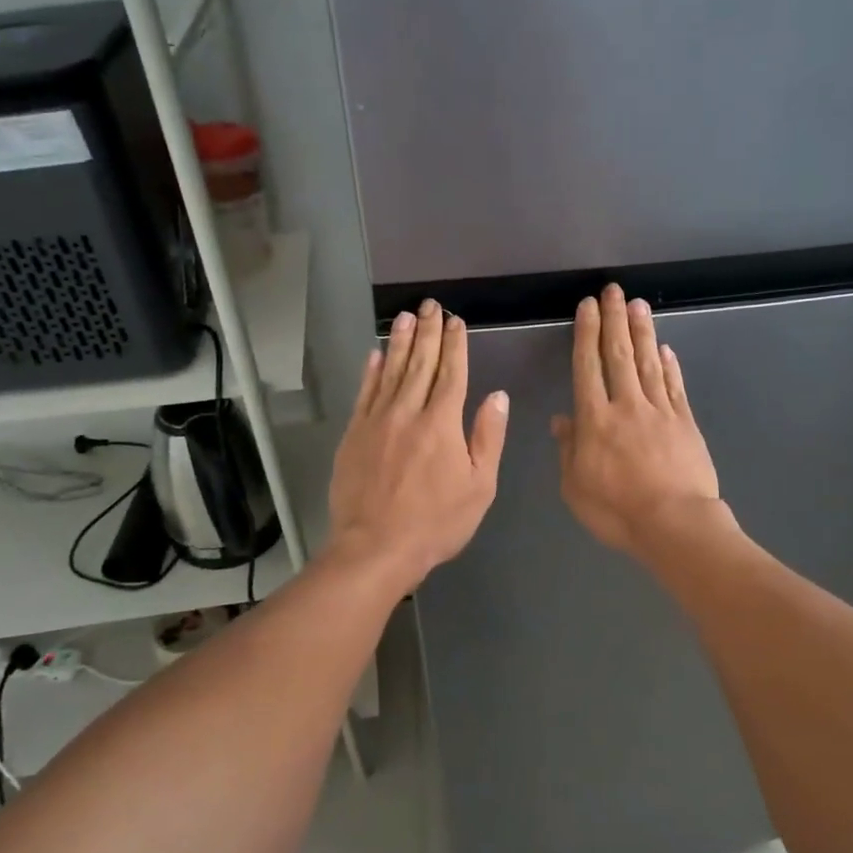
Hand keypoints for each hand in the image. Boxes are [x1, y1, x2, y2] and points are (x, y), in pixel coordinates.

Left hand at [328, 299, 508, 589]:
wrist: (375, 548)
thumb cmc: (436, 523)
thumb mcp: (479, 486)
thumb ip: (488, 437)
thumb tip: (498, 397)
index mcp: (442, 423)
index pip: (451, 373)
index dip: (455, 344)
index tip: (456, 321)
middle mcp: (408, 412)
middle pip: (420, 363)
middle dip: (428, 332)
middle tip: (431, 304)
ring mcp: (376, 421)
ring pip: (390, 371)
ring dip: (399, 341)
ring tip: (405, 316)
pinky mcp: (354, 435)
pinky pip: (364, 393)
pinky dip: (370, 371)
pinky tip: (375, 354)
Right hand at [551, 285, 723, 558]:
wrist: (675, 524)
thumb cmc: (617, 511)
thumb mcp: (575, 488)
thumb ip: (568, 450)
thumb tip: (562, 420)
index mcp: (595, 420)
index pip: (587, 366)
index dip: (587, 333)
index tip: (588, 306)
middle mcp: (626, 405)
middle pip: (619, 354)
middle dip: (615, 319)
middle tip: (615, 290)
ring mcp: (660, 411)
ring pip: (648, 362)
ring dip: (642, 331)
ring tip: (639, 304)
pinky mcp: (685, 422)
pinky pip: (674, 386)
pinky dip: (669, 364)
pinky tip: (666, 348)